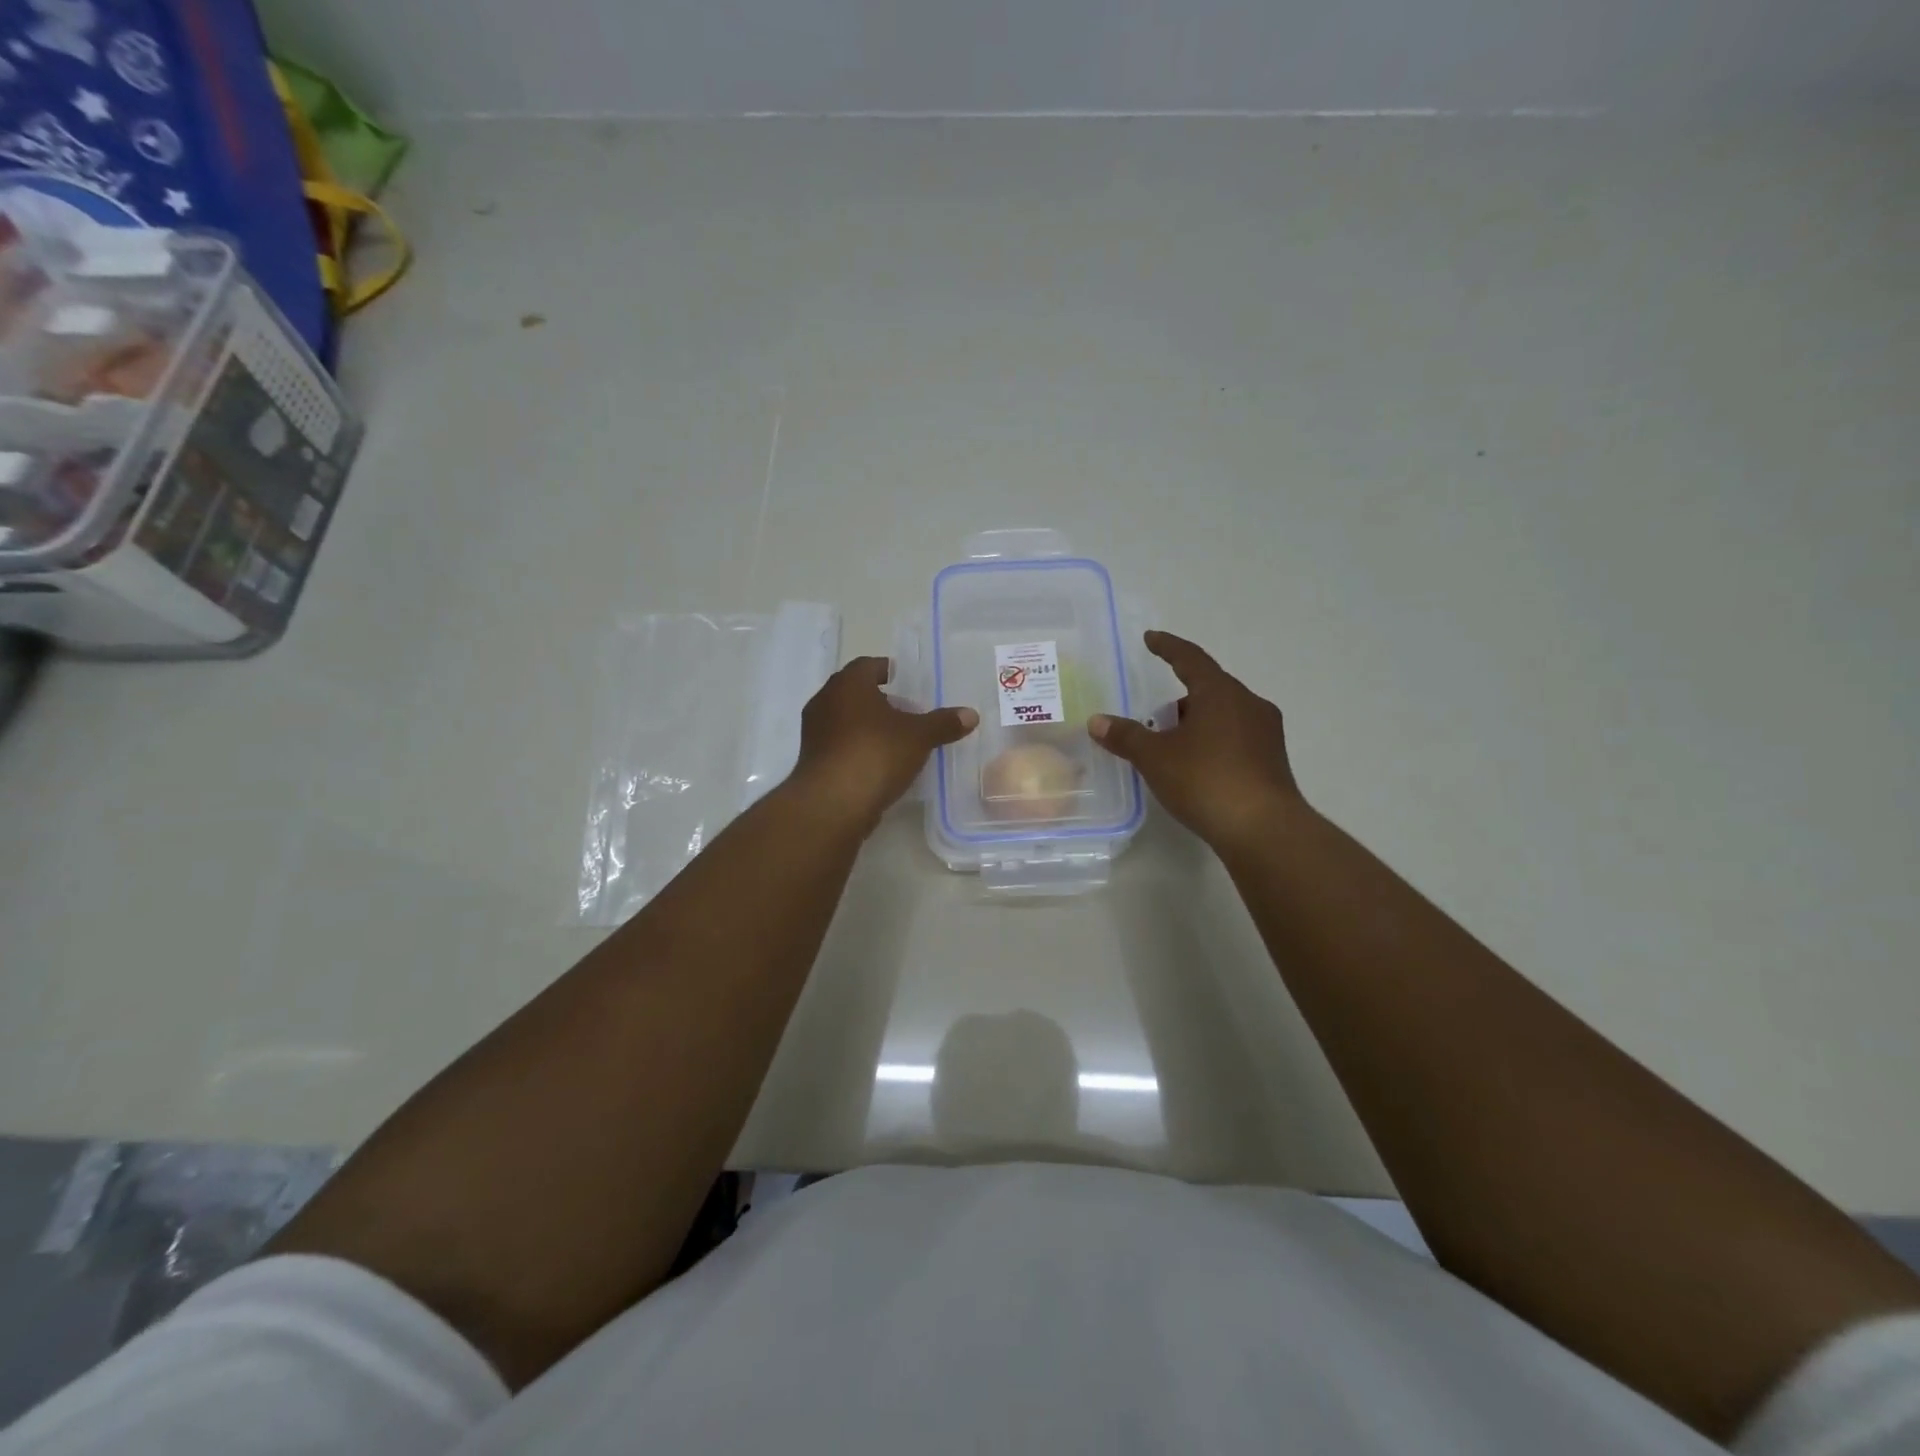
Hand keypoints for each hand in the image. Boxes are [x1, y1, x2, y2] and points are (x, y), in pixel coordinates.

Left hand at [791, 657, 977, 832]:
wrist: (833, 803)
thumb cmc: (876, 753)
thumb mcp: (919, 737)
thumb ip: (943, 723)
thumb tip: (971, 714)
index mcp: (848, 684)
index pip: (868, 665)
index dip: (888, 671)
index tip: (908, 682)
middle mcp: (825, 701)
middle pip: (855, 693)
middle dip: (881, 700)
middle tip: (908, 711)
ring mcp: (814, 732)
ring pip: (846, 720)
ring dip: (868, 726)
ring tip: (898, 739)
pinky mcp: (812, 761)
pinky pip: (840, 745)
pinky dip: (858, 748)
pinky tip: (880, 763)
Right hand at [1089, 630, 1304, 852]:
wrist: (1263, 830)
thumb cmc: (1206, 781)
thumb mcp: (1155, 758)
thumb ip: (1126, 736)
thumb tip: (1097, 721)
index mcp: (1220, 693)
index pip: (1191, 658)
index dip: (1168, 647)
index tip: (1151, 639)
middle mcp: (1249, 704)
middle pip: (1210, 687)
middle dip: (1181, 695)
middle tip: (1155, 713)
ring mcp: (1266, 733)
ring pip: (1224, 714)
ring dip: (1198, 720)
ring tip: (1172, 743)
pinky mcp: (1272, 760)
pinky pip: (1236, 737)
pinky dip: (1213, 741)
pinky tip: (1197, 765)